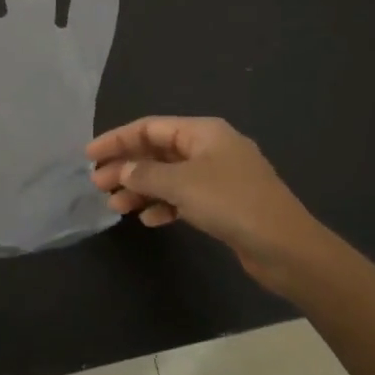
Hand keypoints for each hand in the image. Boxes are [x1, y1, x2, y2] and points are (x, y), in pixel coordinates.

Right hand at [87, 116, 335, 301]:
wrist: (285, 247)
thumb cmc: (231, 203)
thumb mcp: (182, 184)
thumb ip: (146, 174)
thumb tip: (123, 170)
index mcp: (203, 132)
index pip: (150, 128)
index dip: (117, 139)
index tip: (89, 156)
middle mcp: (210, 148)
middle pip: (158, 151)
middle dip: (127, 166)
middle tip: (98, 185)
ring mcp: (218, 176)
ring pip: (169, 176)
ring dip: (141, 188)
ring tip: (116, 207)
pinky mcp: (224, 204)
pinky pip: (184, 197)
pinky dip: (165, 205)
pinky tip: (149, 220)